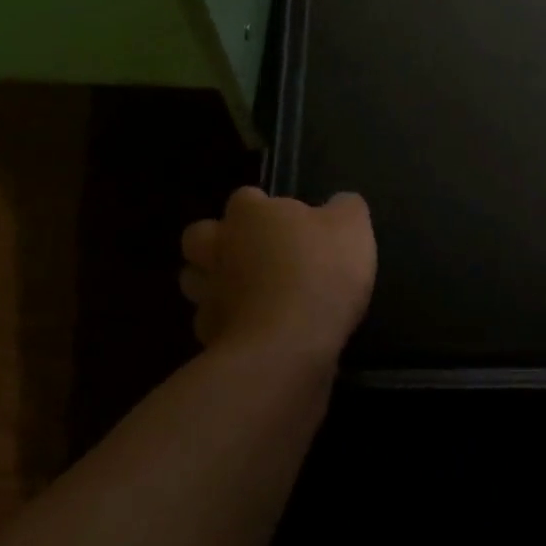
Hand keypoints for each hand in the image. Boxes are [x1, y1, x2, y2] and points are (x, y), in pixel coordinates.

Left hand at [179, 188, 376, 364]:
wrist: (288, 347)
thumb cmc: (320, 272)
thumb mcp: (352, 227)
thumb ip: (345, 208)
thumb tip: (339, 203)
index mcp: (249, 214)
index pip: (245, 198)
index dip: (263, 208)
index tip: (288, 223)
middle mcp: (219, 248)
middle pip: (199, 236)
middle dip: (217, 242)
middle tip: (252, 254)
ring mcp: (209, 295)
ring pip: (193, 281)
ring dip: (214, 284)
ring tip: (247, 294)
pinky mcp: (209, 338)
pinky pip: (211, 325)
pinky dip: (227, 326)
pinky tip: (255, 332)